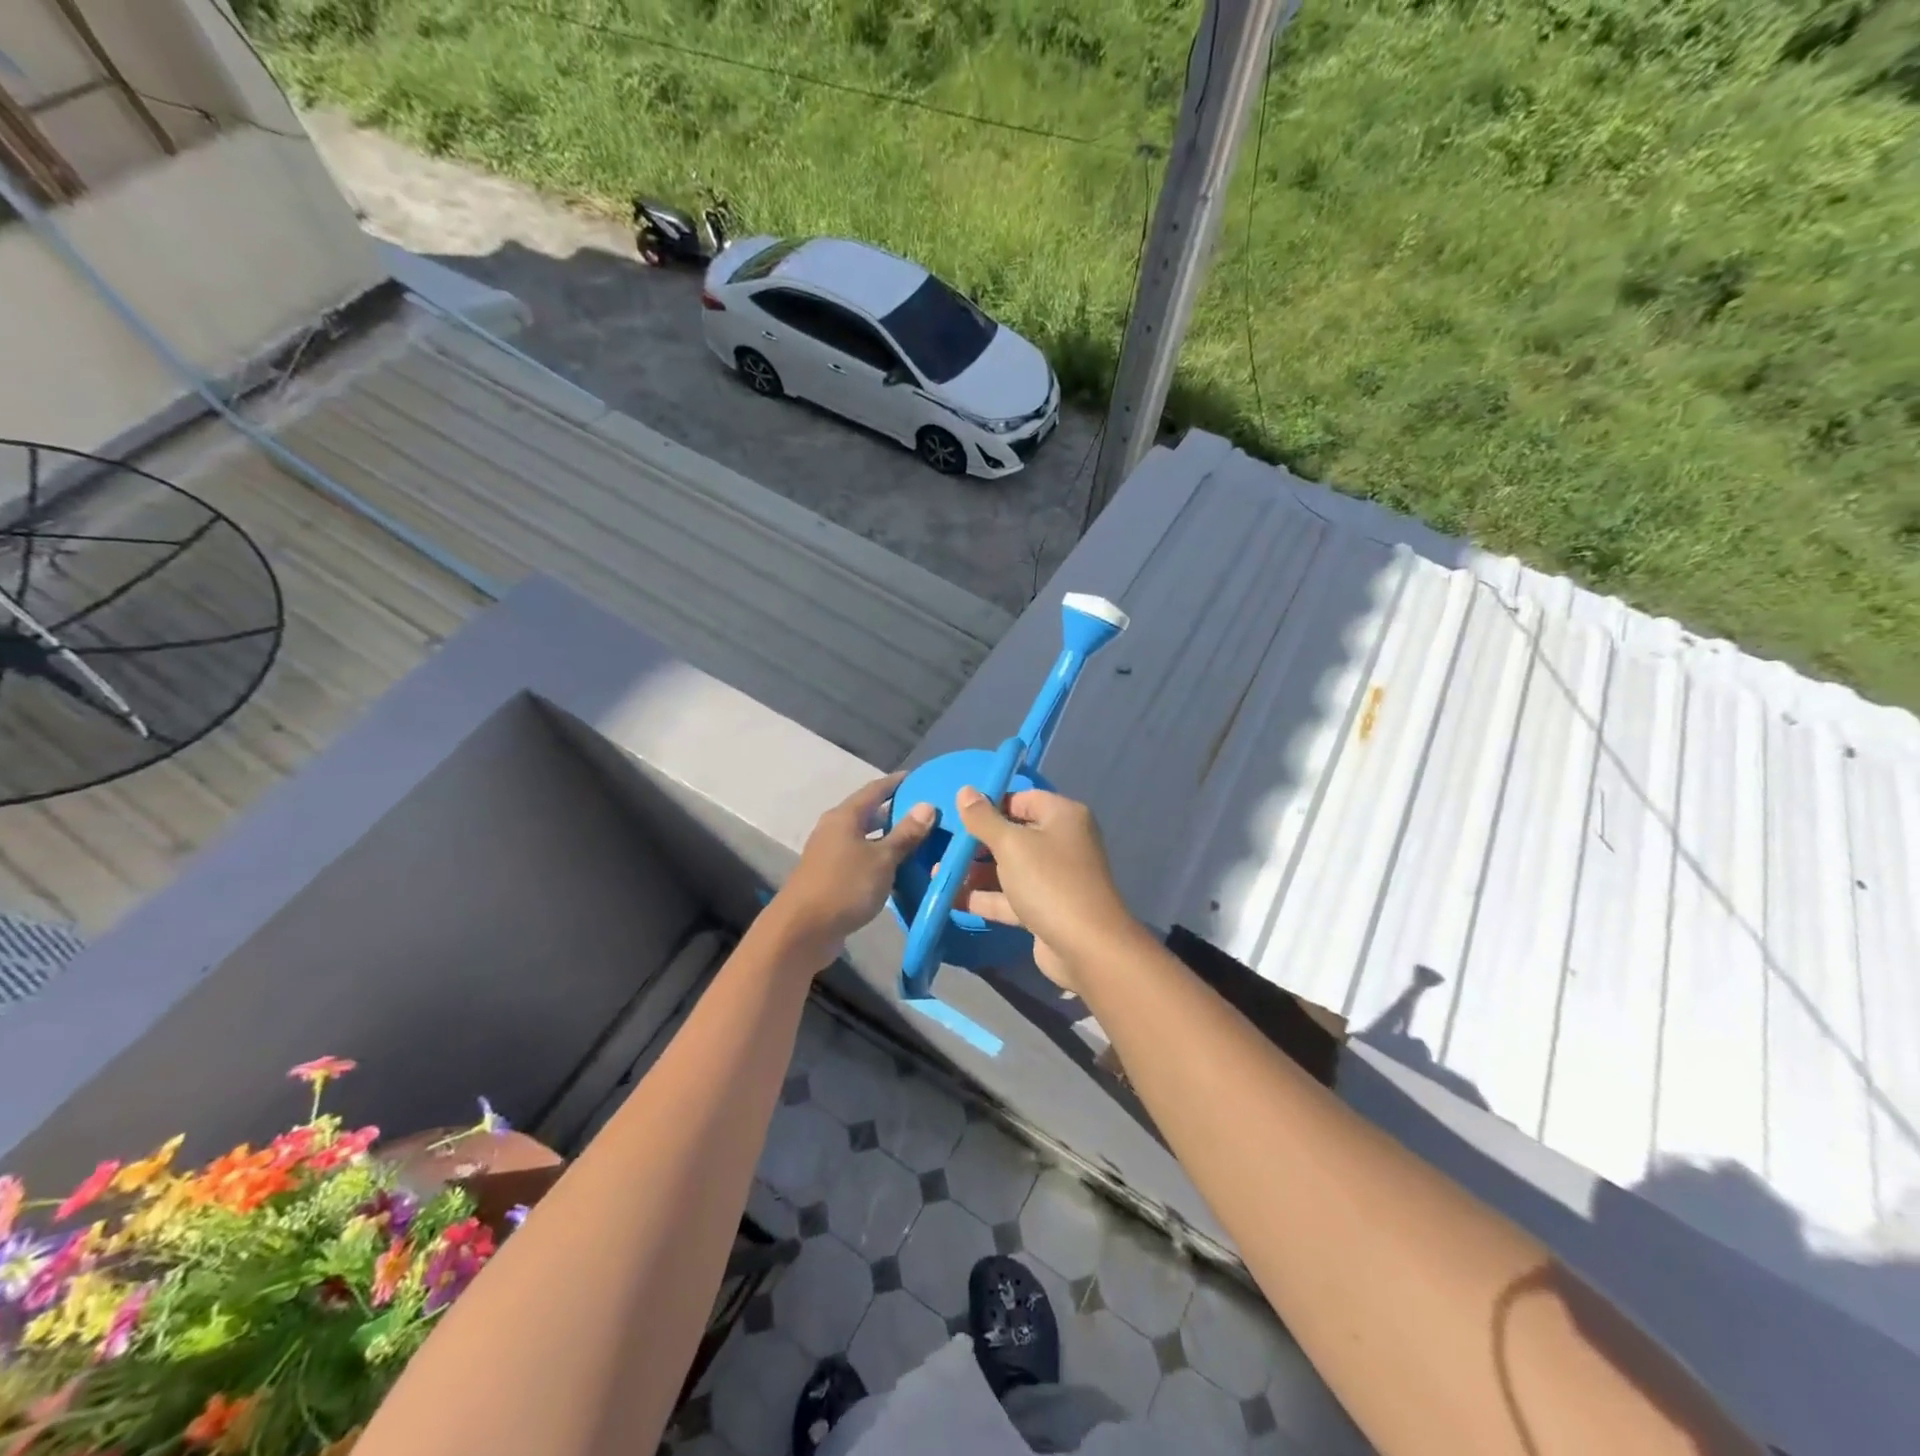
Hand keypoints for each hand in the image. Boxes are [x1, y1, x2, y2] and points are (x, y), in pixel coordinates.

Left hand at [764, 773, 935, 970]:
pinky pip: (861, 858)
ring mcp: (830, 853)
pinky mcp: (831, 876)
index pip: (875, 789)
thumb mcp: (882, 859)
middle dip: (896, 811)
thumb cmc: (845, 886)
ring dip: (889, 838)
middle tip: (927, 813)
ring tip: (920, 840)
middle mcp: (834, 829)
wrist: (802, 931)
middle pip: (869, 813)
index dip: (897, 783)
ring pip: (865, 838)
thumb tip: (927, 806)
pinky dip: (880, 858)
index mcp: (844, 816)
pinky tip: (899, 869)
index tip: (920, 778)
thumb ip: (905, 833)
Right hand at [950, 786, 1140, 992]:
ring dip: (976, 870)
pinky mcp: (1045, 908)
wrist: (1086, 947)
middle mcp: (1061, 842)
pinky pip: (1011, 896)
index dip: (990, 804)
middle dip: (978, 841)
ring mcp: (1054, 878)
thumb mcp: (1011, 844)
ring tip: (936, 871)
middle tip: (943, 845)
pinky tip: (950, 897)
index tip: (957, 814)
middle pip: (1013, 834)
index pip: (1022, 798)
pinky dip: (985, 897)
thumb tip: (965, 791)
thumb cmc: (1049, 882)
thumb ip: (983, 818)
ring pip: (1009, 867)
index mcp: (1062, 816)